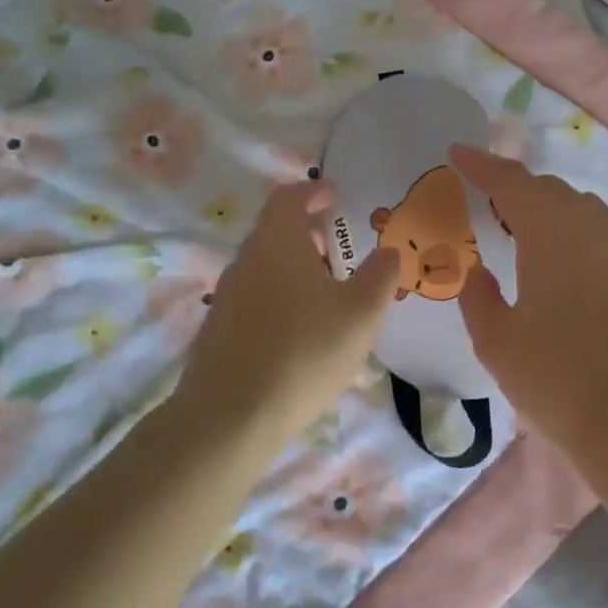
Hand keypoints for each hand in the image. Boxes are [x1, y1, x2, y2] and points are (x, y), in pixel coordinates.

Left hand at [178, 181, 396, 449]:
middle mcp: (245, 260)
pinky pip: (257, 298)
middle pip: (276, 232)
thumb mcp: (360, 314)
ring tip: (329, 296)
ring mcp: (227, 296)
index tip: (334, 195)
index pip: (289, 197)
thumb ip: (380, 276)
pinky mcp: (220, 330)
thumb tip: (388, 251)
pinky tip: (302, 334)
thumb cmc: (304, 352)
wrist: (231, 416)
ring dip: (296, 270)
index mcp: (277, 242)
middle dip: (310, 235)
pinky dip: (282, 298)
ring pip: (266, 267)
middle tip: (341, 251)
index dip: (313, 191)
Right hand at [450, 145, 607, 470]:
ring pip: (581, 211)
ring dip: (547, 208)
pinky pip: (598, 238)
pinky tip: (557, 266)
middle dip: (515, 187)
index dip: (482, 165)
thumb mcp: (495, 339)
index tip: (456, 153)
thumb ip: (479, 297)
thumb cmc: (553, 376)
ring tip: (520, 229)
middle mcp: (590, 232)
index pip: (512, 183)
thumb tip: (477, 273)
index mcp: (551, 234)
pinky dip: (570, 234)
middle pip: (551, 191)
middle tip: (485, 201)